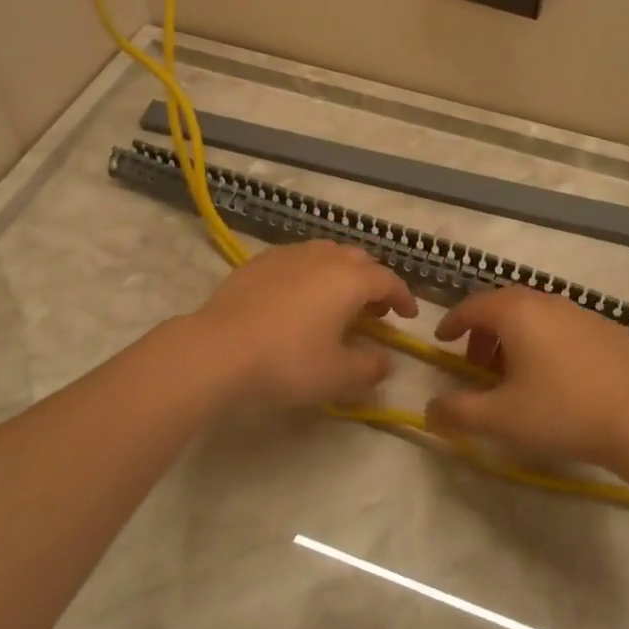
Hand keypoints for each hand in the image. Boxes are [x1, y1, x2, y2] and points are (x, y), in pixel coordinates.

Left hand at [187, 242, 416, 407]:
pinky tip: (300, 297)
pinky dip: (312, 273)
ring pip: (328, 254)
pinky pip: (299, 258)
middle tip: (375, 310)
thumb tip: (387, 360)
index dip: (403, 297)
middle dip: (374, 282)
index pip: (388, 280)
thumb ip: (370, 367)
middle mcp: (324, 257)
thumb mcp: (336, 375)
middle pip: (360, 260)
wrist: (220, 348)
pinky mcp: (262, 260)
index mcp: (350, 279)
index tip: (409, 315)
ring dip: (343, 273)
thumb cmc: (287, 361)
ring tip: (338, 301)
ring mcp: (290, 254)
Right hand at [425, 286, 628, 465]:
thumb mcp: (501, 419)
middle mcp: (546, 301)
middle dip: (484, 331)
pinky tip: (560, 376)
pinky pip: (565, 327)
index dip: (452, 323)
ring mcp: (581, 311)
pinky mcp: (608, 329)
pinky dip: (549, 342)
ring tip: (518, 374)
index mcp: (516, 313)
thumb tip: (429, 411)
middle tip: (477, 363)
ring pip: (537, 314)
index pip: (472, 306)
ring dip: (517, 337)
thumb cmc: (563, 413)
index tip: (442, 341)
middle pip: (503, 305)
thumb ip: (458, 412)